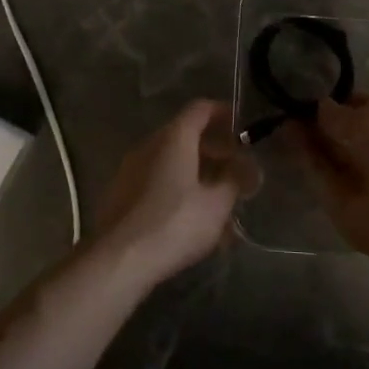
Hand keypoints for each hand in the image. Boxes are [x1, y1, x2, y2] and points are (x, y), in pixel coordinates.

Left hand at [88, 100, 258, 286]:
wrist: (119, 259)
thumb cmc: (174, 224)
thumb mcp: (216, 204)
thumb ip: (235, 181)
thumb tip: (248, 168)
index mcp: (173, 138)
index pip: (200, 109)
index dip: (223, 113)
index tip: (241, 126)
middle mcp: (149, 146)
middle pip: (185, 136)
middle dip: (214, 150)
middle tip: (236, 170)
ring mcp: (131, 169)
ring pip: (171, 161)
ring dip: (197, 173)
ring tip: (219, 201)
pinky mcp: (121, 194)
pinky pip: (157, 181)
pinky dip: (178, 189)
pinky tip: (192, 218)